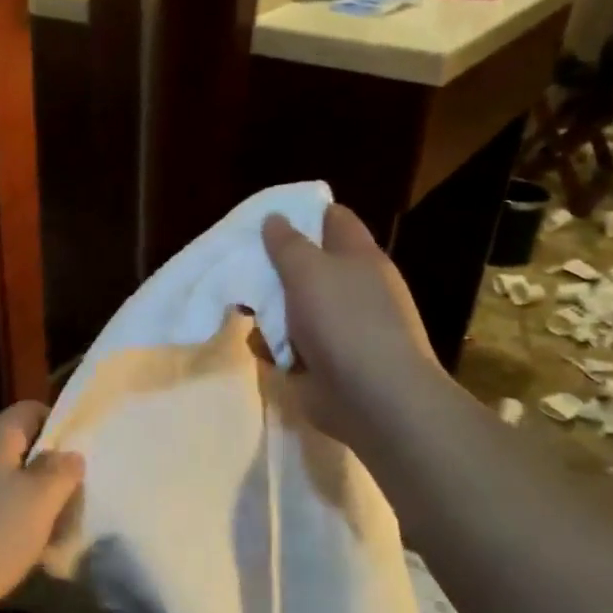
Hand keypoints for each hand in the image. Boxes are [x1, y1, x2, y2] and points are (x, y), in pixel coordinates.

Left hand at [0, 401, 84, 612]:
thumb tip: (68, 453)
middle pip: (15, 446)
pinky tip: (21, 548)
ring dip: (29, 498)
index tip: (80, 450)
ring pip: (2, 480)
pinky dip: (8, 520)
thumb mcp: (41, 501)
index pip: (27, 410)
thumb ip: (60, 471)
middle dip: (46, 467)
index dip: (57, 422)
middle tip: (73, 493)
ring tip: (54, 526)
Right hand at [262, 204, 444, 445]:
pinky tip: (265, 351)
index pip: (332, 219)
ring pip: (291, 308)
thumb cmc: (345, 322)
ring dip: (267, 313)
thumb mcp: (309, 271)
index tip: (264, 219)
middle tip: (239, 269)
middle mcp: (351, 288)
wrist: (373, 398)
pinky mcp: (323, 361)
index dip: (301, 214)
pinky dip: (274, 348)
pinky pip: (289, 345)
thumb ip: (287, 243)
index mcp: (358, 257)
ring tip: (243, 315)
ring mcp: (338, 327)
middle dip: (272, 269)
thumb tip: (274, 218)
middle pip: (305, 266)